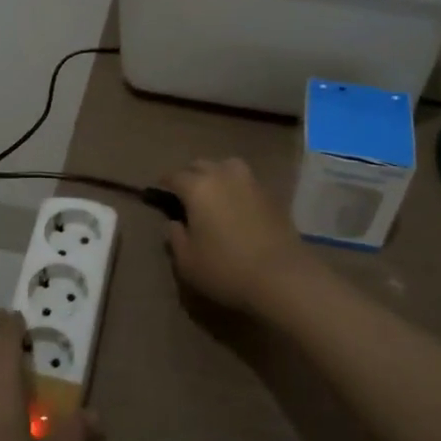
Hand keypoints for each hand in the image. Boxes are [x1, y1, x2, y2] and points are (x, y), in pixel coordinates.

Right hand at [164, 157, 318, 313]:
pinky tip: (236, 204)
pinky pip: (246, 182)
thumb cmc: (226, 269)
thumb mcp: (188, 262)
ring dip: (216, 174)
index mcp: (198, 187)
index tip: (158, 189)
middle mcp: (223, 175)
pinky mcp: (271, 194)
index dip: (164, 182)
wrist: (282, 276)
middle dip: (189, 175)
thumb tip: (174, 223)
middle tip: (184, 192)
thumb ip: (175, 238)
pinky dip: (236, 187)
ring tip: (213, 192)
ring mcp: (250, 182)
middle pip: (201, 165)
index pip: (175, 176)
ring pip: (227, 167)